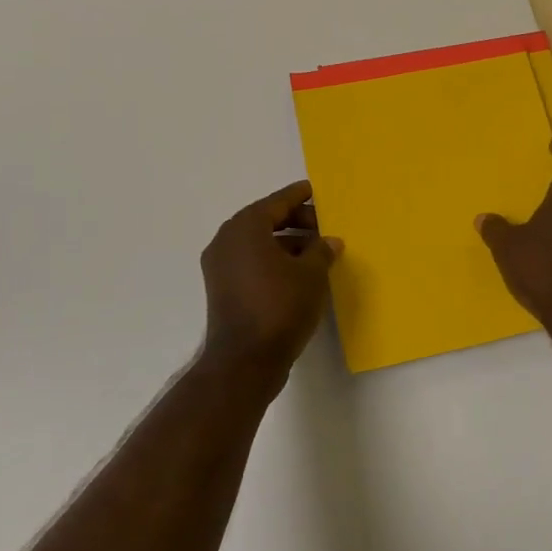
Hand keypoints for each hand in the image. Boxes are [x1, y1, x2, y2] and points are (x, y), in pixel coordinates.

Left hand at [200, 181, 341, 382]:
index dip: (299, 196)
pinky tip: (299, 272)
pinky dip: (273, 260)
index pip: (277, 202)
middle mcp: (227, 240)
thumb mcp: (311, 275)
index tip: (315, 189)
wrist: (245, 361)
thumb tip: (330, 241)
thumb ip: (322, 251)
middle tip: (324, 225)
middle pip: (265, 220)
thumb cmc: (280, 307)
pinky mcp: (222, 289)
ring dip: (287, 243)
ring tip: (318, 251)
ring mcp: (221, 266)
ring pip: (258, 243)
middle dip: (296, 221)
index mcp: (245, 227)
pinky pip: (251, 262)